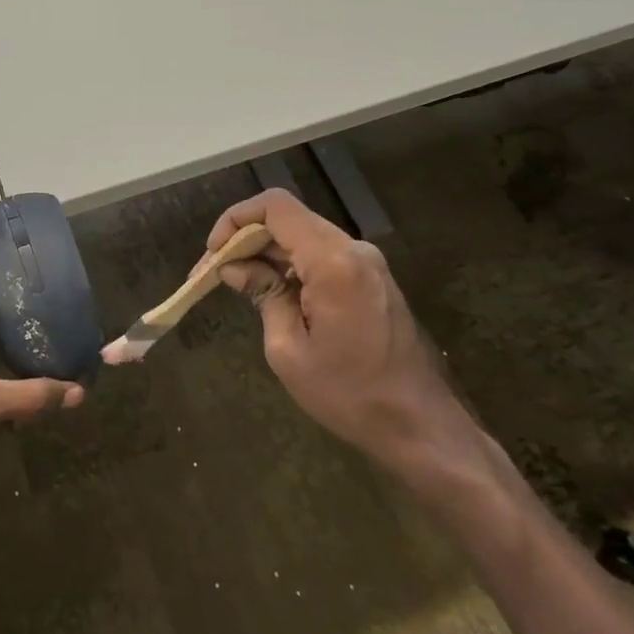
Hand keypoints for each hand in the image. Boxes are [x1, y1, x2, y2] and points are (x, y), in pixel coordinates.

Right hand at [207, 189, 463, 465]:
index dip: (236, 219)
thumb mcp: (288, 349)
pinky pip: (321, 254)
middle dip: (246, 237)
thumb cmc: (348, 394)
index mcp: (333, 262)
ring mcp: (367, 262)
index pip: (276, 207)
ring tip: (237, 282)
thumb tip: (233, 267)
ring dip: (267, 251)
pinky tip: (271, 290)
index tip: (214, 253)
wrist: (420, 425)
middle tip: (215, 272)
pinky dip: (290, 263)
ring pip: (303, 234)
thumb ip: (262, 294)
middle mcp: (353, 249)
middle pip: (288, 218)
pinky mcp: (372, 277)